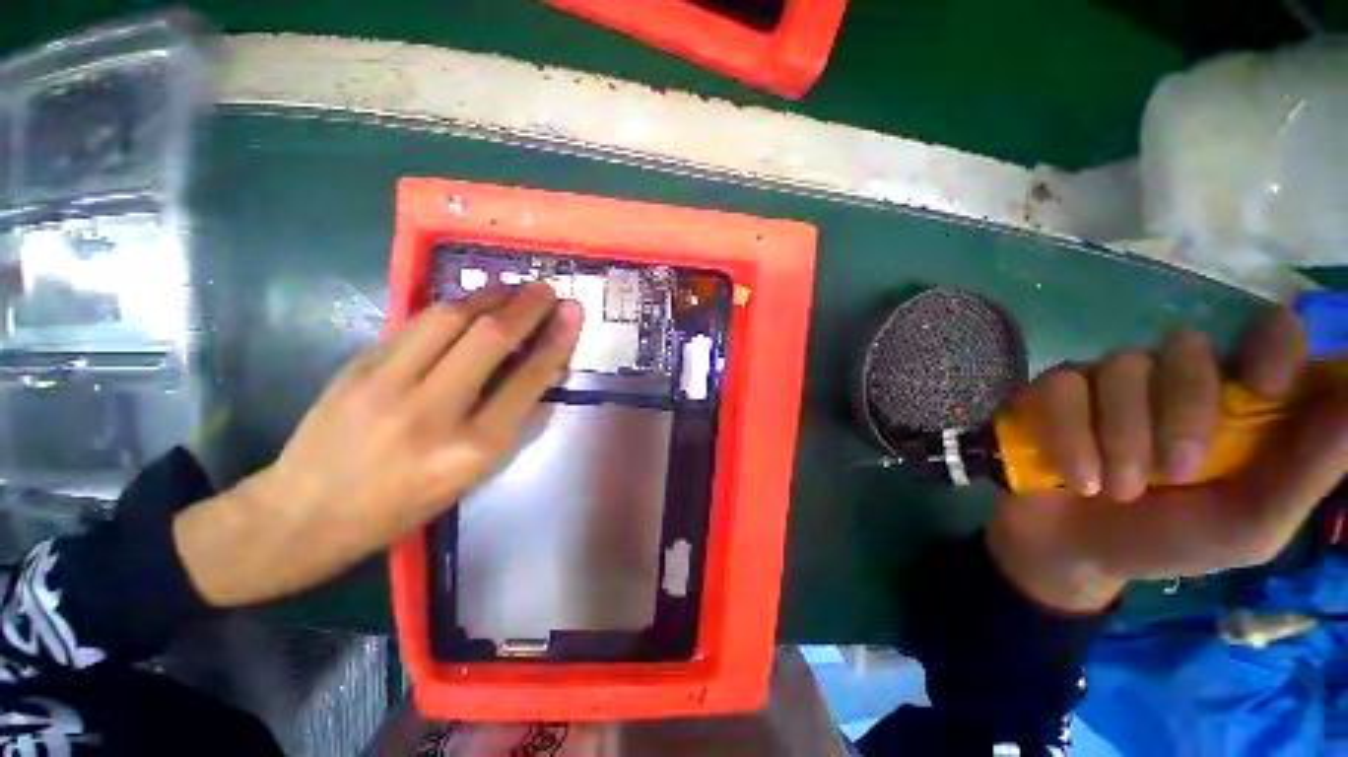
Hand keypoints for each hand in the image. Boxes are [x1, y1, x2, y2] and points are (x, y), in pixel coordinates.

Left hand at [174, 283, 582, 606]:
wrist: (306, 514)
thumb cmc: (405, 504)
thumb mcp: (474, 474)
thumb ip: (510, 420)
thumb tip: (539, 371)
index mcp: (473, 449)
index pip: (529, 380)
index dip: (557, 341)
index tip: (573, 313)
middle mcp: (435, 412)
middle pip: (491, 339)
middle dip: (527, 306)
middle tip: (548, 289)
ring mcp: (389, 384)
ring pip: (450, 318)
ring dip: (490, 296)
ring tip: (513, 288)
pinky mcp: (358, 366)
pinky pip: (417, 324)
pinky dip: (453, 307)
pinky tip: (470, 303)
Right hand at [987, 309, 1347, 612]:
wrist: (1076, 551)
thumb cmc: (1170, 541)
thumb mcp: (1249, 526)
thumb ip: (1305, 471)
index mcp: (1234, 402)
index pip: (1266, 335)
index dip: (1272, 343)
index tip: (1267, 386)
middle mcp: (1172, 378)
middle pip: (1186, 347)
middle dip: (1183, 411)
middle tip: (1174, 474)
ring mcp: (1107, 380)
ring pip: (1120, 368)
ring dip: (1121, 437)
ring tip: (1114, 490)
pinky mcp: (1051, 391)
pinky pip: (1062, 390)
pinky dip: (1069, 437)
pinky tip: (1075, 477)